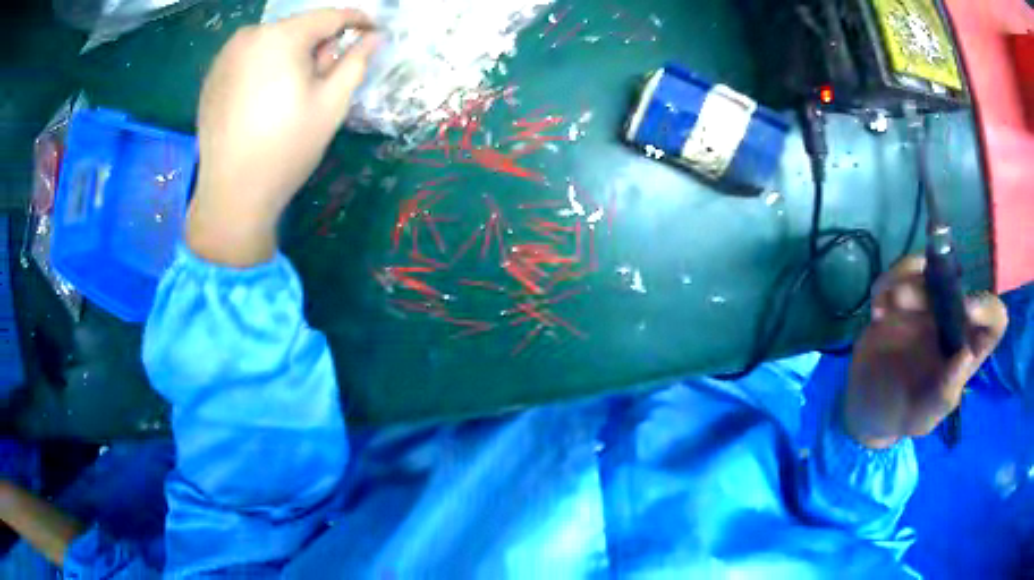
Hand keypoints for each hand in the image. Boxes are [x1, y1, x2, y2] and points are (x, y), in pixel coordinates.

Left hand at [188, 9, 379, 265]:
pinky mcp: (212, 78)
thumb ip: (355, 62)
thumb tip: (375, 38)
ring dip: (290, 57)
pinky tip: (264, 102)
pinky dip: (265, 69)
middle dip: (317, 46)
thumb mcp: (331, 104)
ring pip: (272, 43)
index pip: (329, 16)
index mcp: (281, 37)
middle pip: (298, 29)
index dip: (356, 21)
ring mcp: (224, 56)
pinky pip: (249, 60)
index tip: (372, 31)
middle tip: (324, 79)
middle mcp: (249, 36)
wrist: (231, 195)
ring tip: (291, 95)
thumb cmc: (286, 149)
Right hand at [842, 256, 1007, 448]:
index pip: (994, 318)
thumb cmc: (901, 414)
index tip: (966, 311)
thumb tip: (966, 355)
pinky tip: (875, 311)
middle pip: (958, 281)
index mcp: (968, 347)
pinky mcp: (907, 293)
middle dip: (932, 286)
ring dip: (903, 281)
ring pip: (928, 269)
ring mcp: (931, 304)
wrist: (866, 404)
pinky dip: (886, 282)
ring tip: (881, 310)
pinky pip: (902, 270)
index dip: (987, 308)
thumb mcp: (922, 417)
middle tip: (900, 303)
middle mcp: (955, 319)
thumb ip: (944, 395)